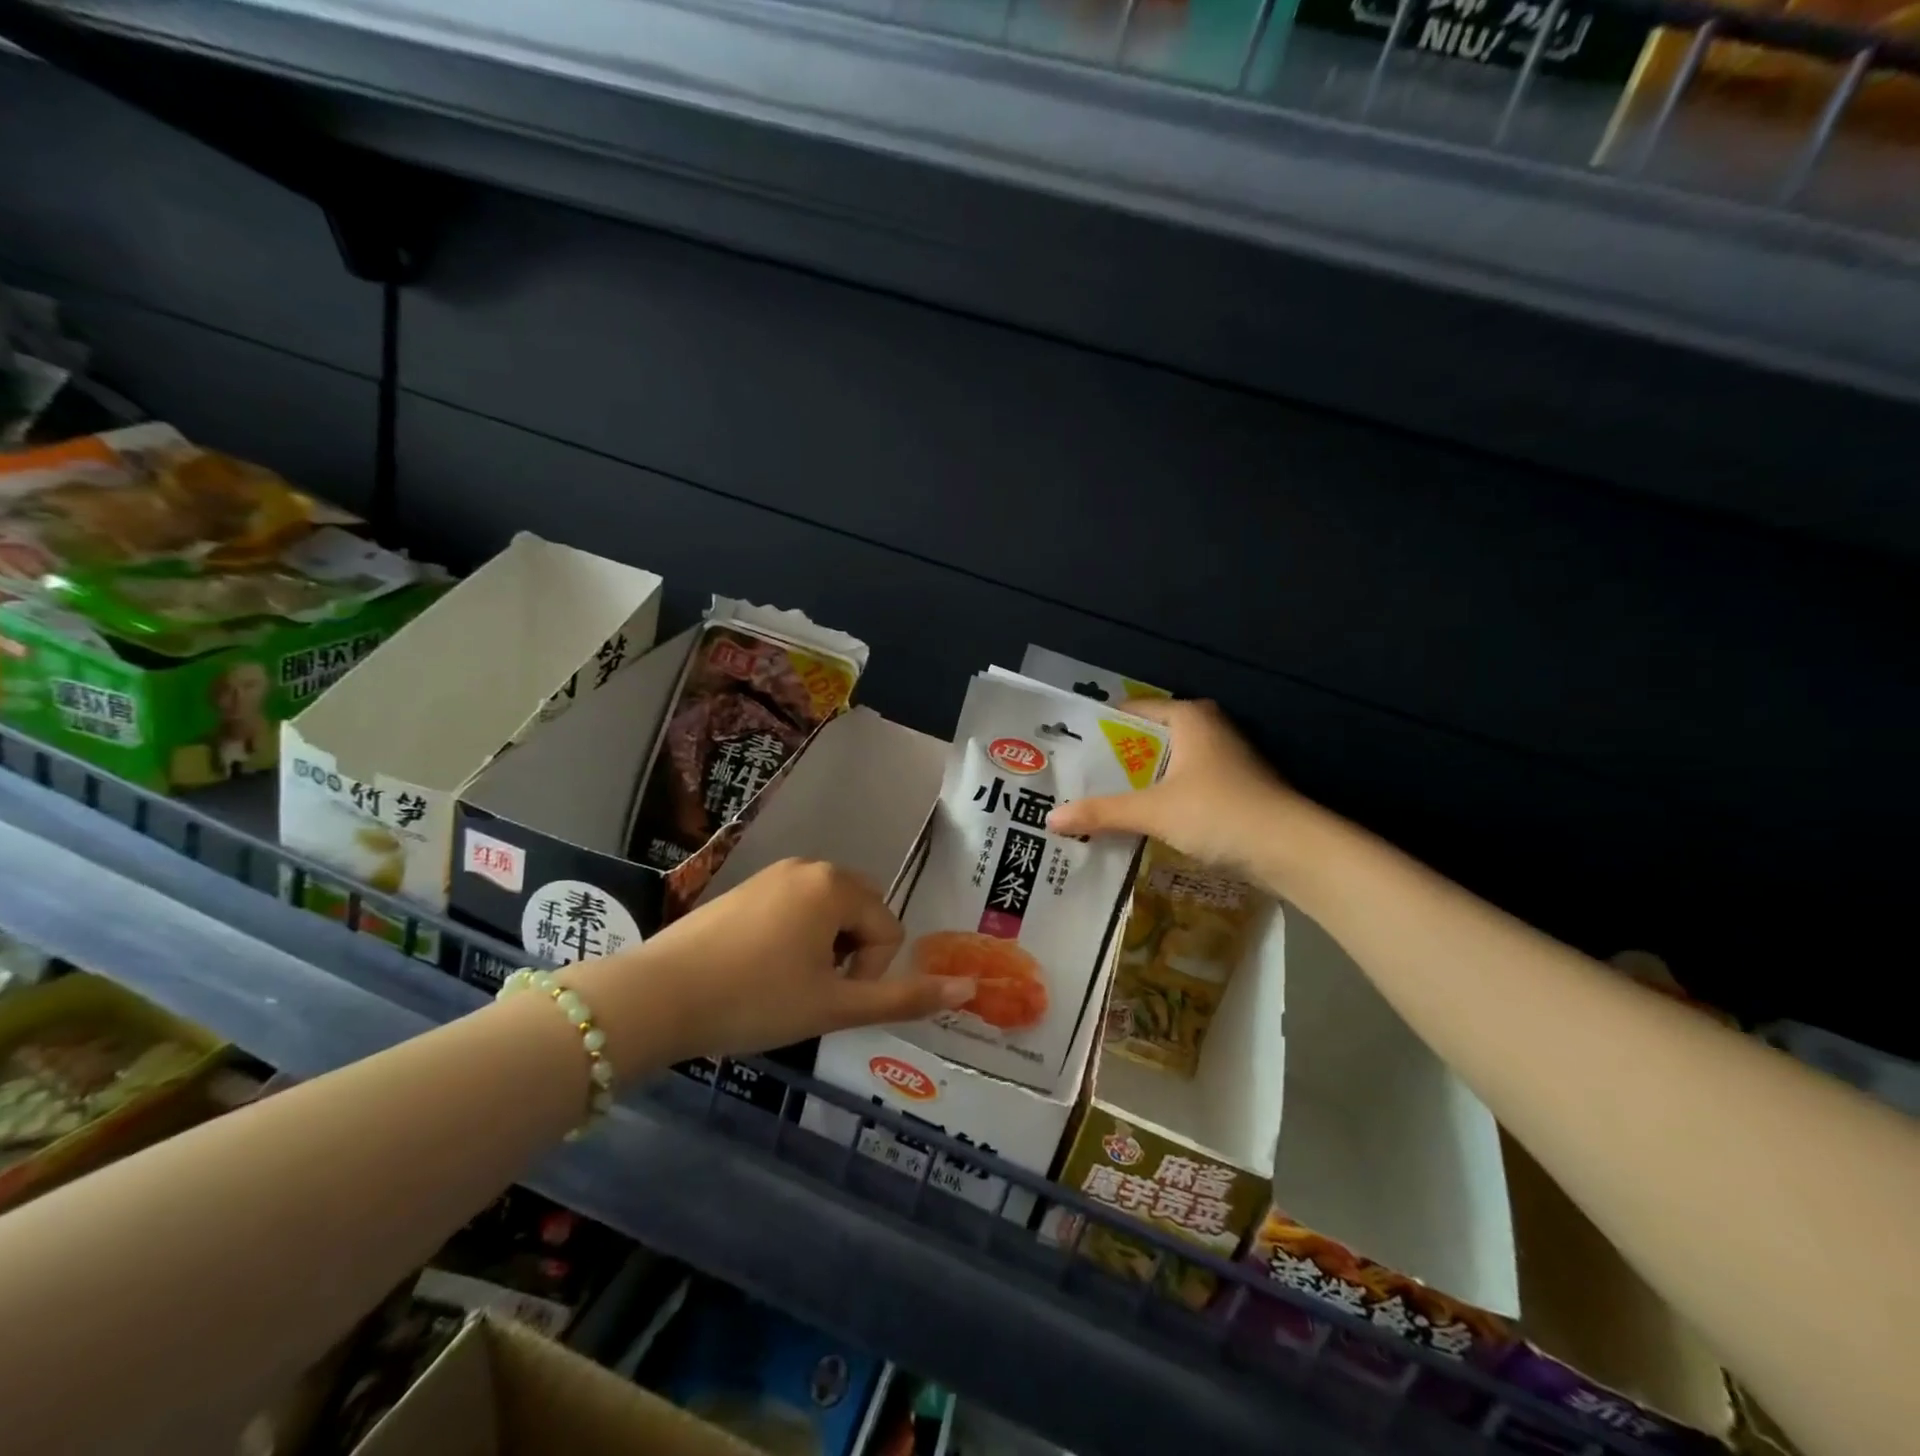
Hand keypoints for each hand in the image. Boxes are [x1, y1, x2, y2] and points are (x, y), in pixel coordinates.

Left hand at [577, 859, 975, 1070]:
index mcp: (836, 885)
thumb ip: (904, 997)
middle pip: (861, 913)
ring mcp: (773, 874)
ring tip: (784, 984)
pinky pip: (794, 909)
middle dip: (850, 955)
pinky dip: (793, 939)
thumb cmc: (755, 1000)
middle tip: (810, 992)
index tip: (828, 1000)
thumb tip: (968, 989)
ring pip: (827, 913)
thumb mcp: (834, 1006)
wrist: (657, 997)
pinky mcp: (745, 888)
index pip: (888, 930)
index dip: (869, 973)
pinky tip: (758, 970)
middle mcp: (809, 866)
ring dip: (823, 949)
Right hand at [1046, 699, 1303, 886]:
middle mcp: (1207, 729)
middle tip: (1073, 780)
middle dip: (1113, 762)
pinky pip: (1182, 787)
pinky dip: (1159, 800)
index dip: (1098, 730)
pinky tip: (1136, 821)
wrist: (1291, 850)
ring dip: (1136, 784)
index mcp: (1189, 717)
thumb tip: (1050, 819)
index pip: (1131, 711)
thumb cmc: (1219, 812)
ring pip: (1165, 766)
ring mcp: (1223, 760)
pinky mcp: (1231, 789)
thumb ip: (1102, 812)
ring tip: (1095, 802)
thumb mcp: (1153, 811)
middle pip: (1146, 740)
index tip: (1066, 751)